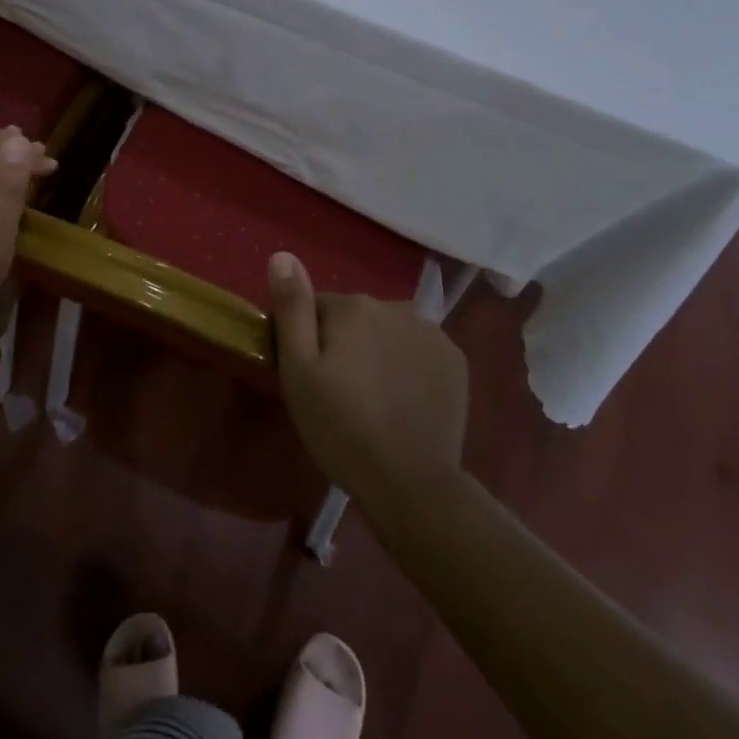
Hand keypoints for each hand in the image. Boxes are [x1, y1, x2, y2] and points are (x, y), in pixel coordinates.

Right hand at [269, 252, 468, 509]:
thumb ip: (292, 309)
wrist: (410, 483)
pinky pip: (419, 349)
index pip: (317, 308)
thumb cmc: (341, 428)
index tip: (310, 377)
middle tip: (340, 393)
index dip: (309, 341)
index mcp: (353, 307)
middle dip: (345, 344)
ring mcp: (431, 332)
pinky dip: (408, 364)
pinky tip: (404, 399)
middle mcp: (394, 306)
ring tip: (374, 399)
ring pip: (388, 331)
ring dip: (377, 351)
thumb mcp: (299, 371)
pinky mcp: (455, 360)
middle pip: (355, 317)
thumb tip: (283, 255)